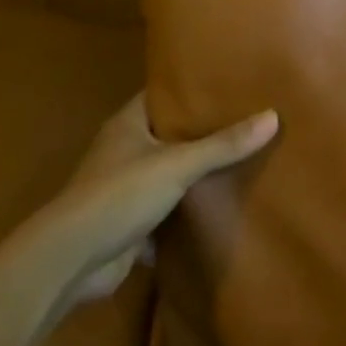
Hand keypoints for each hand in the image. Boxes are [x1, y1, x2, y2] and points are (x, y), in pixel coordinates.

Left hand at [55, 94, 278, 300]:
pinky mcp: (128, 226)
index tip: (226, 84)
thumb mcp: (178, 164)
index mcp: (128, 125)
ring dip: (194, 175)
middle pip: (168, 135)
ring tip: (240, 161)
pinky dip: (186, 214)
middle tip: (245, 121)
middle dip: (201, 133)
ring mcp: (124, 190)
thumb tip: (273, 116)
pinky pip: (165, 213)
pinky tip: (218, 209)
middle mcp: (123, 151)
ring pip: (168, 175)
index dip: (191, 89)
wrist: (72, 261)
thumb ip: (224, 144)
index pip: (162, 95)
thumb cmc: (120, 194)